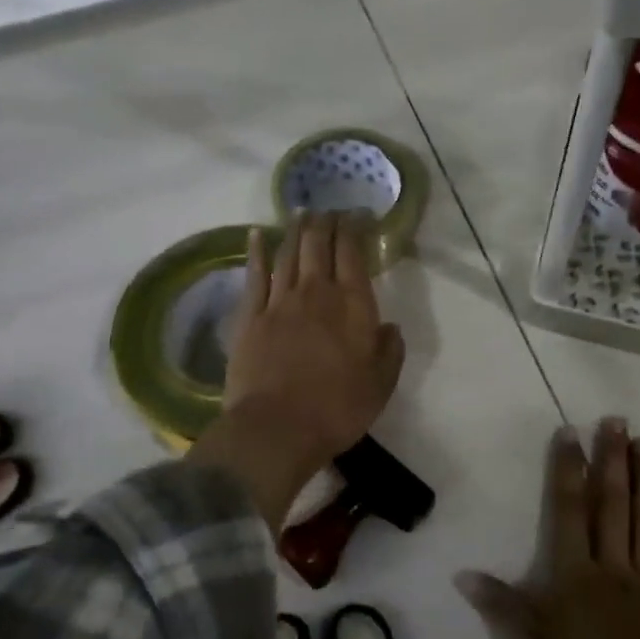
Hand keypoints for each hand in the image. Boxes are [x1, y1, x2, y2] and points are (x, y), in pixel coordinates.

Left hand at [187, 211, 404, 527]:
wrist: (277, 428)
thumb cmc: (337, 409)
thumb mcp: (381, 384)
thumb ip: (390, 349)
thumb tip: (389, 326)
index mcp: (352, 305)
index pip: (353, 254)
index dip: (355, 229)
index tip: (358, 214)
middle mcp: (316, 293)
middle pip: (319, 245)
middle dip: (326, 223)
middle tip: (330, 210)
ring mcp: (279, 302)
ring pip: (289, 254)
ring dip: (296, 230)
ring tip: (302, 213)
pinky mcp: (249, 317)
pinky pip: (254, 275)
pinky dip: (256, 252)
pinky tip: (256, 235)